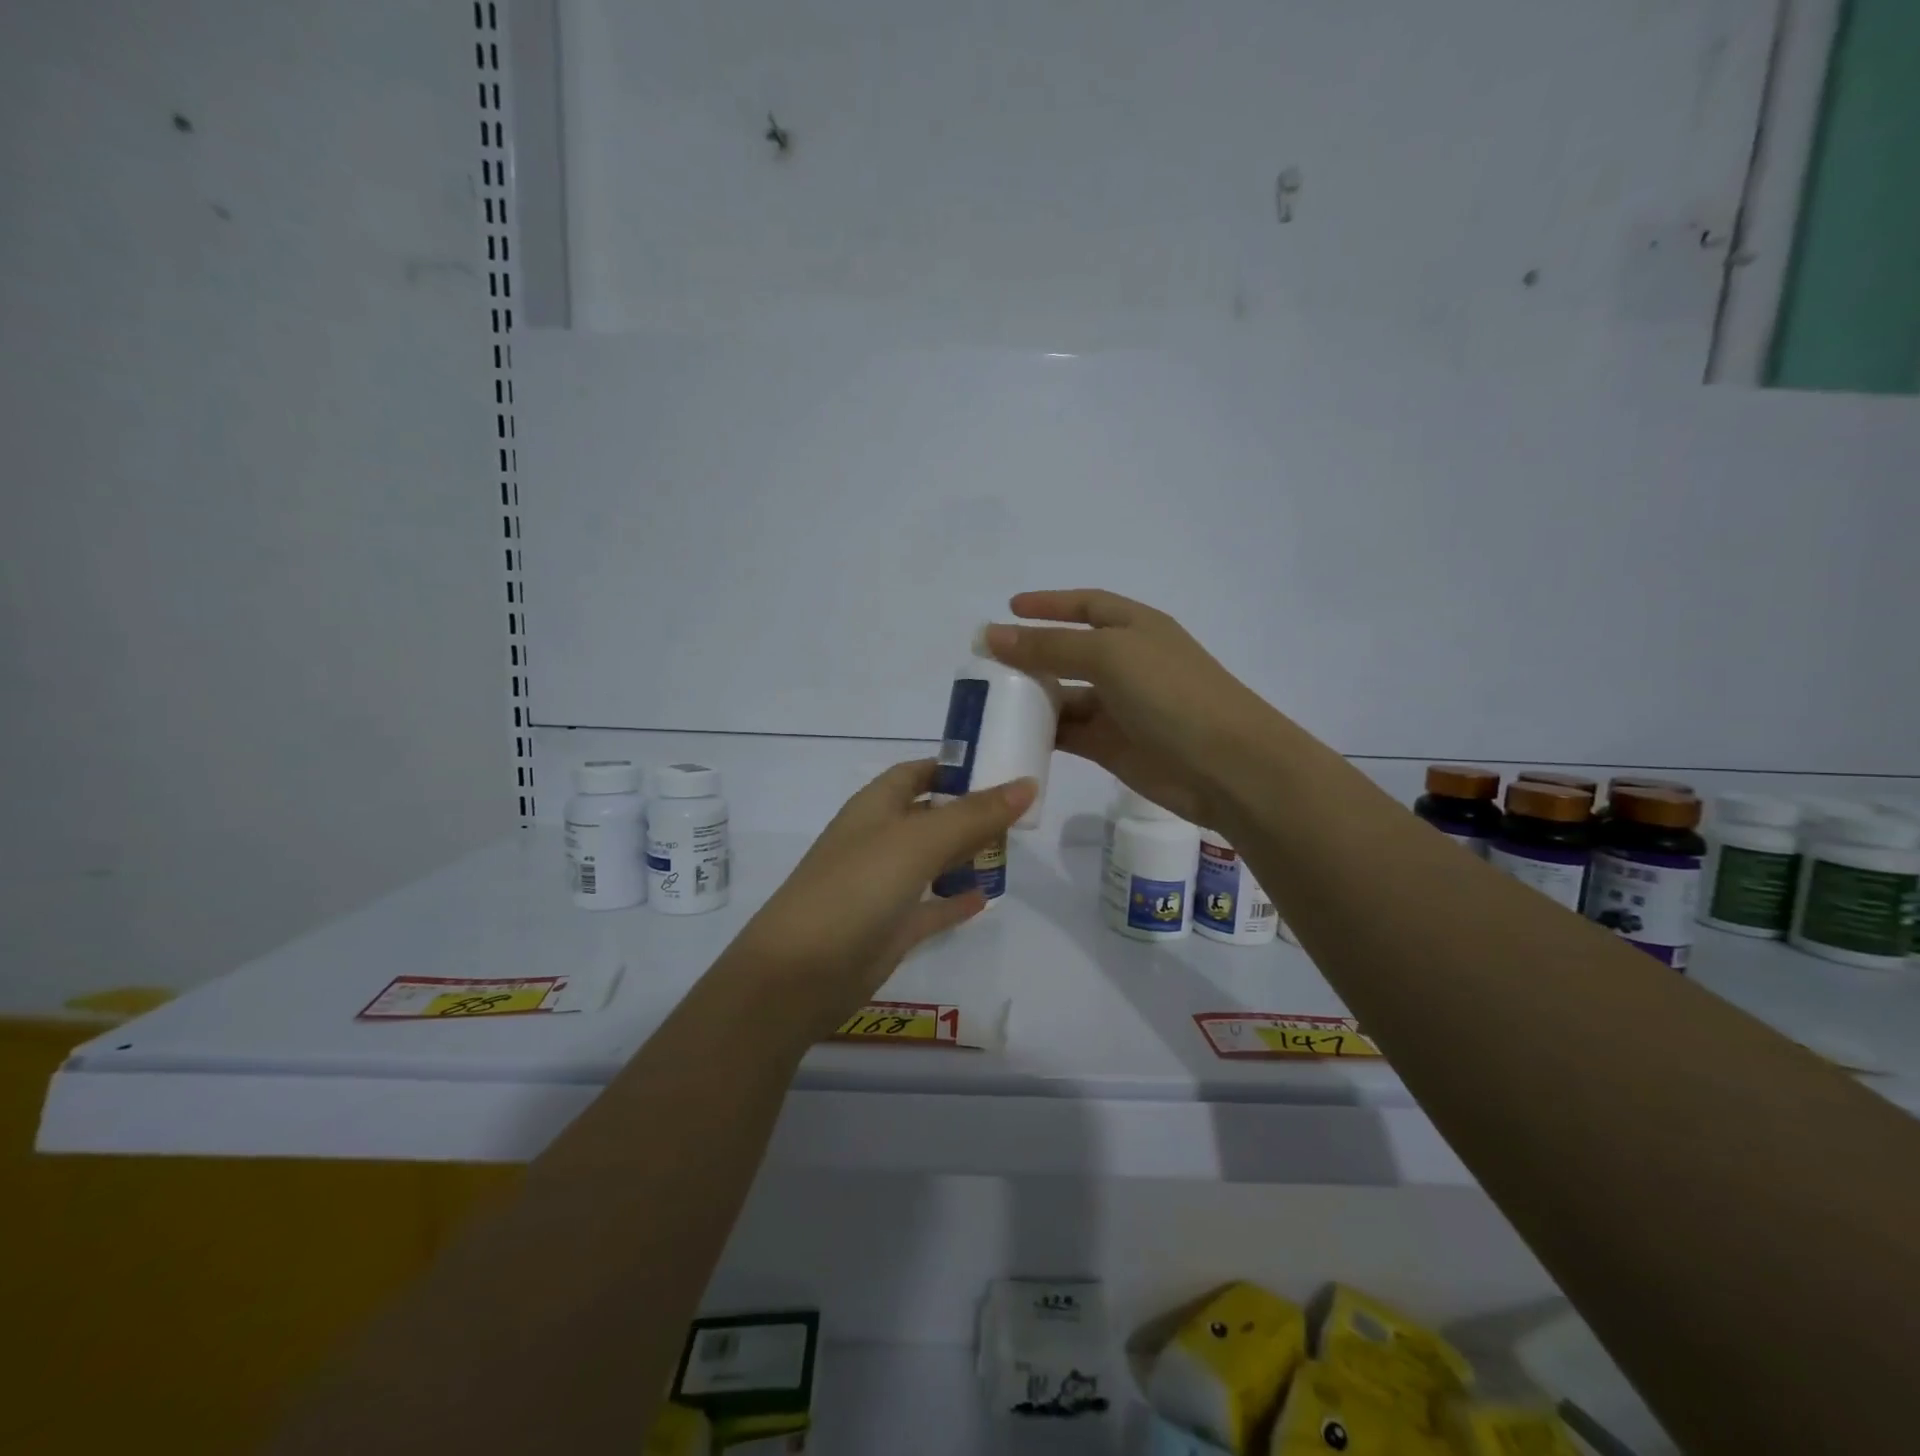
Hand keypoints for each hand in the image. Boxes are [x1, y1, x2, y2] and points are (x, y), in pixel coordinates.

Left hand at [721, 761, 1035, 1042]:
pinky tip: (987, 898)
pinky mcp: (889, 929)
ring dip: (964, 855)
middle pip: (929, 816)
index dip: (952, 767)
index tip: (998, 768)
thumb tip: (1027, 783)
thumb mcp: (918, 841)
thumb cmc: (857, 887)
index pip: (916, 773)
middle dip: (968, 812)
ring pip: (931, 861)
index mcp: (874, 808)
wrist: (800, 972)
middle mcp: (877, 841)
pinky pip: (930, 907)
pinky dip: (954, 901)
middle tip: (1019, 813)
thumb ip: (974, 814)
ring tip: (1010, 850)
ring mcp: (881, 886)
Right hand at [985, 589, 1278, 829]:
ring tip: (989, 702)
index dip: (1049, 604)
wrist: (1225, 765)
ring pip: (1065, 696)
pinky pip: (1069, 734)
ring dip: (1031, 697)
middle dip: (1031, 654)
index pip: (1086, 605)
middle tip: (986, 664)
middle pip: (1069, 652)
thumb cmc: (1170, 693)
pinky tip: (1012, 735)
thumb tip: (992, 634)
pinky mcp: (1112, 746)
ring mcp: (1120, 707)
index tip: (1009, 608)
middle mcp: (1127, 663)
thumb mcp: (1109, 656)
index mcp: (1134, 628)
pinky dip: (1043, 734)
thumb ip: (1049, 646)